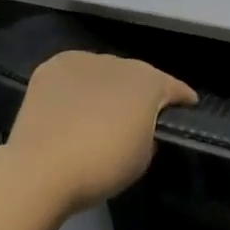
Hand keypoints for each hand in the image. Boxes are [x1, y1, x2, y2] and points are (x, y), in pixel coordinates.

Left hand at [4, 52, 196, 213]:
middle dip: (138, 93)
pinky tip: (70, 105)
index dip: (182, 98)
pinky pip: (73, 74)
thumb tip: (138, 125)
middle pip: (136, 75)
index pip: (174, 87)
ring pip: (103, 71)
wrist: (41, 169)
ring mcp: (83, 60)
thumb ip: (148, 133)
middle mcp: (120, 62)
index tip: (187, 107)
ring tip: (99, 110)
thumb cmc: (102, 167)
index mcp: (149, 82)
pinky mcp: (52, 67)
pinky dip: (76, 86)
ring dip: (106, 86)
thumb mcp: (143, 157)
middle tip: (134, 116)